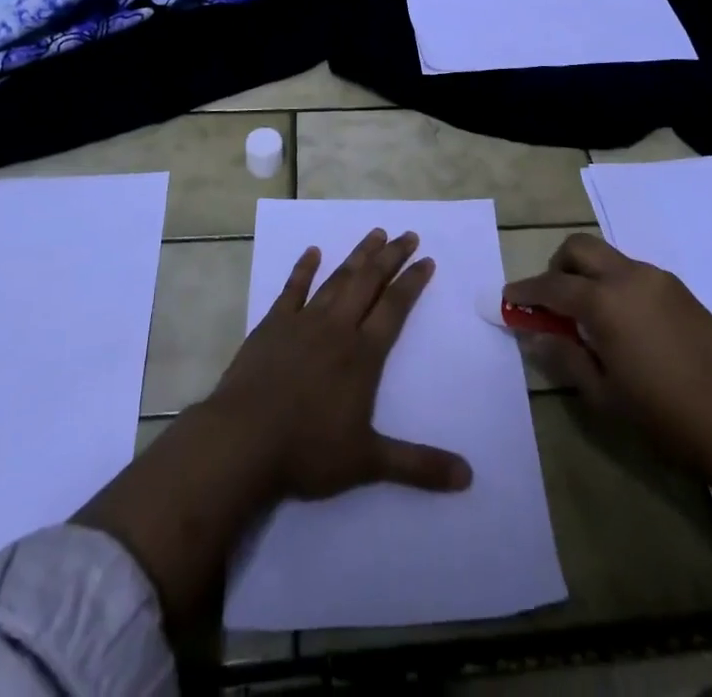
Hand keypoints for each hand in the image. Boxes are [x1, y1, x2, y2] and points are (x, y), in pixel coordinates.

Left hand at [207, 227, 472, 500]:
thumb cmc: (308, 451)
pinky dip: (304, 269)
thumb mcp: (368, 463)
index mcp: (363, 354)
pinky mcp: (272, 325)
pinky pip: (292, 289)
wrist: (242, 440)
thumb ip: (418, 465)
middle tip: (407, 234)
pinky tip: (312, 252)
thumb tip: (468, 477)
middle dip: (391, 256)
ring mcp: (303, 322)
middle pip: (369, 282)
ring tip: (374, 234)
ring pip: (337, 279)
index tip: (427, 259)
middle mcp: (337, 328)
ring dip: (358, 256)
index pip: (395, 307)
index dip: (412, 282)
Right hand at [505, 231, 711, 485]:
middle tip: (550, 301)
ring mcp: (659, 280)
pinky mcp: (682, 291)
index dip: (526, 291)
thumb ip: (566, 358)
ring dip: (587, 274)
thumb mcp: (605, 396)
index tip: (509, 299)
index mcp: (604, 301)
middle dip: (556, 266)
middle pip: (579, 248)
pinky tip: (623, 325)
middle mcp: (629, 277)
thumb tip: (536, 337)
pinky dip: (614, 284)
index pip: (552, 285)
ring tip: (587, 319)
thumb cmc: (667, 417)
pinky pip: (634, 273)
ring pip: (608, 257)